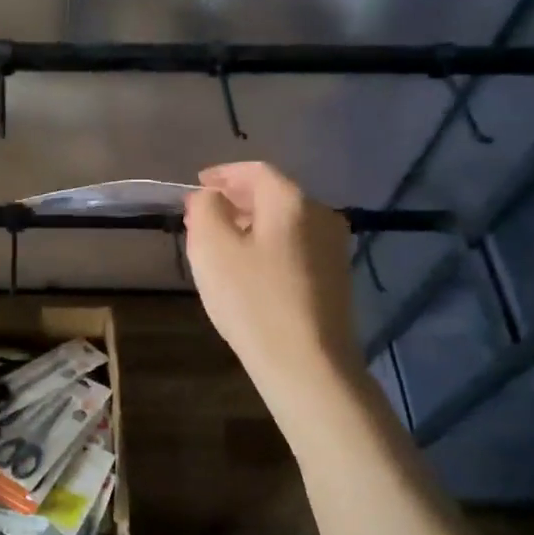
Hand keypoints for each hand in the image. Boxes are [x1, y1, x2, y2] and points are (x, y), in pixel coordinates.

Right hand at [184, 162, 358, 382]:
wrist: (307, 364)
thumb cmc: (252, 299)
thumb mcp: (212, 248)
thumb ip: (205, 209)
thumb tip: (210, 197)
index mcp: (292, 201)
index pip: (255, 170)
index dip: (223, 174)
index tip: (198, 185)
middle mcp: (321, 215)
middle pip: (273, 194)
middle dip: (235, 199)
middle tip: (204, 215)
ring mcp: (333, 248)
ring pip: (284, 222)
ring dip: (251, 223)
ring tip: (222, 241)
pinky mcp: (335, 277)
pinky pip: (295, 245)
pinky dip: (268, 244)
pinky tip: (250, 267)